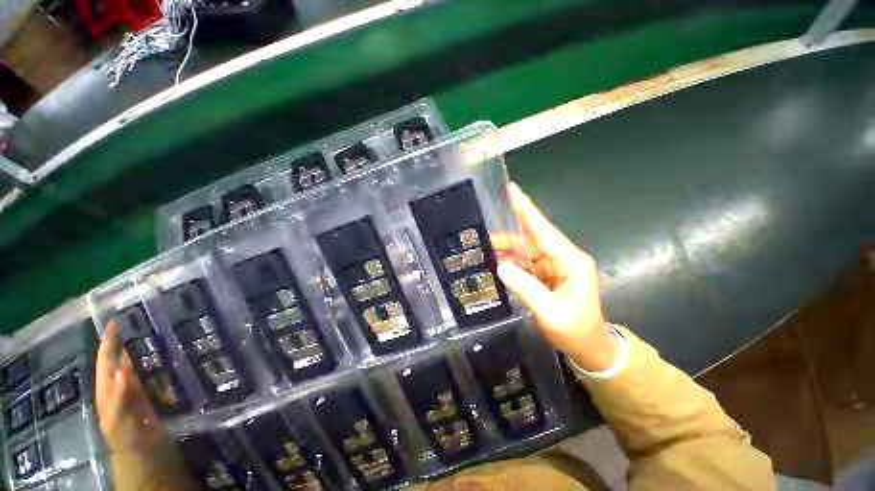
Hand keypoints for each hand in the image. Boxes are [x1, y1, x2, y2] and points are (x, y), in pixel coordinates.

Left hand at [95, 321, 173, 454]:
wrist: (148, 458)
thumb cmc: (128, 440)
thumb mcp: (118, 420)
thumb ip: (118, 396)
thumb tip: (123, 365)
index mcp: (109, 388)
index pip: (106, 358)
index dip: (110, 338)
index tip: (120, 317)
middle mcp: (123, 384)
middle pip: (125, 356)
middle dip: (132, 336)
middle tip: (149, 316)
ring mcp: (141, 388)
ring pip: (144, 361)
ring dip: (151, 345)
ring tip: (166, 328)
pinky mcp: (158, 393)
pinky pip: (160, 371)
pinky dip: (166, 359)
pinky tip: (179, 351)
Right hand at [495, 183, 617, 371]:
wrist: (589, 347)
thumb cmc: (576, 331)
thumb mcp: (552, 313)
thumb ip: (527, 289)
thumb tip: (501, 266)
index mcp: (571, 261)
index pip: (544, 230)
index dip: (527, 211)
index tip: (512, 191)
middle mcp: (562, 258)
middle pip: (532, 238)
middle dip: (508, 235)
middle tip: (485, 233)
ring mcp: (554, 266)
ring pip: (526, 250)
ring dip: (507, 249)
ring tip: (485, 249)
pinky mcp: (547, 274)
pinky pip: (526, 262)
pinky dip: (511, 261)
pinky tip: (496, 262)